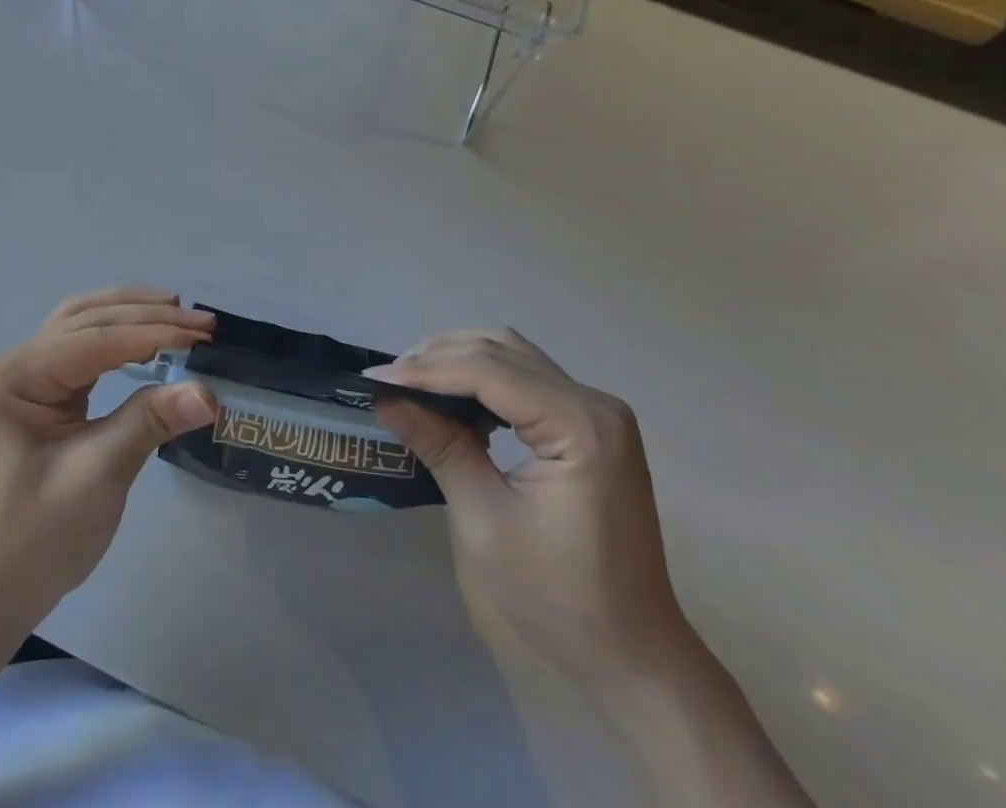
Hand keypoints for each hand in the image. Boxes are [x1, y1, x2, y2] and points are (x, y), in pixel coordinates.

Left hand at [0, 289, 216, 633]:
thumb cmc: (36, 540)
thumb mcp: (97, 478)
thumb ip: (149, 423)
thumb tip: (208, 392)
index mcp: (15, 376)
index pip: (95, 338)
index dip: (153, 332)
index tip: (204, 335)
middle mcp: (13, 363)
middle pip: (87, 319)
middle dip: (146, 315)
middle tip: (202, 323)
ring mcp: (20, 376)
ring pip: (81, 324)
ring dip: (129, 314)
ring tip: (177, 311)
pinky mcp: (34, 392)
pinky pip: (78, 347)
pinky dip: (115, 335)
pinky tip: (144, 336)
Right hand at [372, 330, 691, 686]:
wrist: (631, 655)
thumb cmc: (558, 598)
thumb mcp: (485, 522)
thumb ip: (440, 447)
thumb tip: (385, 400)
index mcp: (580, 426)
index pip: (488, 370)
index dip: (426, 370)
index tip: (374, 380)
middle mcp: (594, 403)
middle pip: (500, 350)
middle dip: (437, 358)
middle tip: (387, 381)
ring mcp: (597, 411)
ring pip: (512, 354)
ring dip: (458, 360)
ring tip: (411, 382)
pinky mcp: (590, 424)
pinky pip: (525, 376)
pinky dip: (482, 376)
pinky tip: (452, 398)